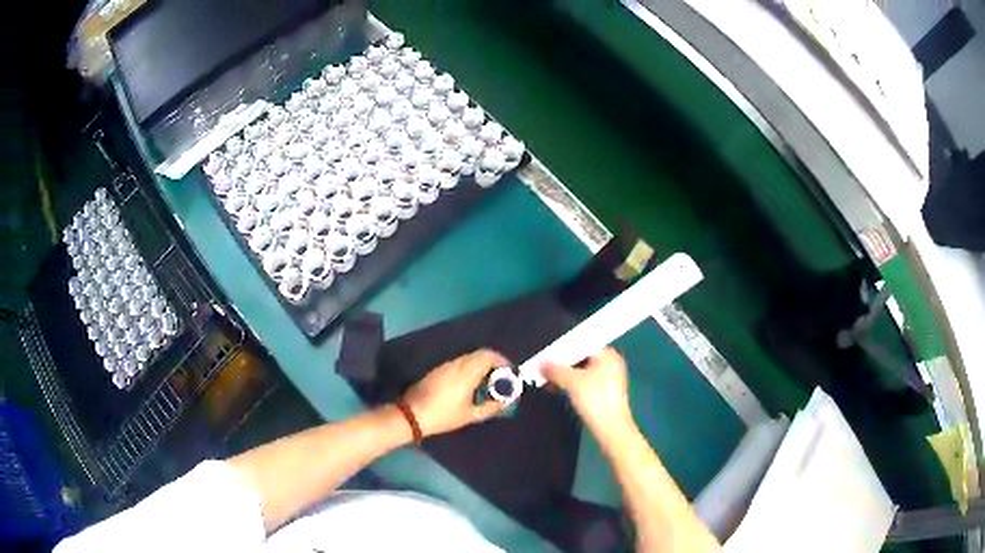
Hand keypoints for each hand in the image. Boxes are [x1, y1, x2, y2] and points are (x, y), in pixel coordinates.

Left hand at [403, 349, 509, 436]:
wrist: (412, 414)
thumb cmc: (443, 416)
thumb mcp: (471, 415)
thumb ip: (491, 407)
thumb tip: (505, 401)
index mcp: (467, 372)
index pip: (489, 356)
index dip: (503, 362)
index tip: (510, 374)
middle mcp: (458, 363)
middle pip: (481, 354)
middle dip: (494, 363)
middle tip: (501, 379)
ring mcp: (447, 365)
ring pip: (470, 357)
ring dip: (482, 365)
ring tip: (488, 383)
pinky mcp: (439, 369)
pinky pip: (461, 362)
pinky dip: (471, 368)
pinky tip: (472, 385)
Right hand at [542, 347, 632, 432]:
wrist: (610, 429)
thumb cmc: (595, 399)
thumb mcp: (572, 382)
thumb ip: (555, 370)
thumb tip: (540, 362)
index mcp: (608, 355)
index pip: (582, 344)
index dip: (563, 347)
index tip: (546, 352)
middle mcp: (610, 363)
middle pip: (581, 358)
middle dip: (562, 363)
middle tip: (543, 365)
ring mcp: (608, 379)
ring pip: (581, 371)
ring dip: (564, 375)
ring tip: (545, 378)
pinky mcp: (603, 393)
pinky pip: (583, 382)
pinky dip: (570, 384)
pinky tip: (555, 388)